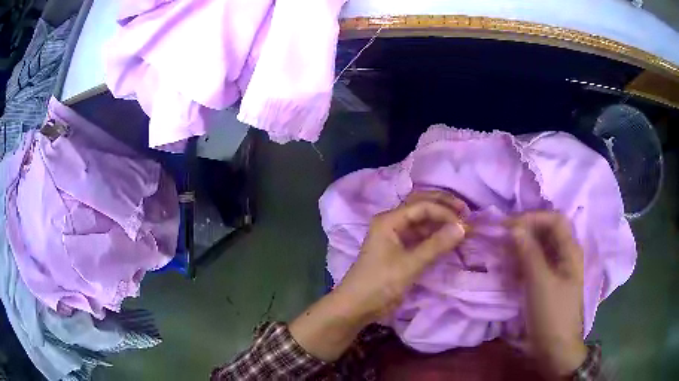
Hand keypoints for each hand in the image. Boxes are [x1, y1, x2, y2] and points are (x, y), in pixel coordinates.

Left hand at [337, 191, 467, 321]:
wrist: (357, 306)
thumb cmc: (380, 283)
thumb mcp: (410, 264)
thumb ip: (437, 245)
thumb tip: (463, 227)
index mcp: (389, 220)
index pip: (422, 206)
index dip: (444, 212)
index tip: (464, 224)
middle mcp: (392, 222)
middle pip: (421, 206)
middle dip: (444, 206)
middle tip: (466, 211)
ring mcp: (396, 236)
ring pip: (422, 221)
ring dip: (441, 221)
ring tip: (462, 225)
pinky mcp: (400, 250)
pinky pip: (421, 236)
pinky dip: (435, 236)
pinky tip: (449, 238)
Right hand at [508, 211, 586, 375]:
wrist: (555, 348)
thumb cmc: (552, 313)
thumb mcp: (539, 282)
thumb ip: (528, 253)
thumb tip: (514, 228)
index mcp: (571, 251)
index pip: (554, 219)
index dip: (532, 218)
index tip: (508, 226)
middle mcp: (566, 255)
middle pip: (547, 232)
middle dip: (525, 232)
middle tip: (502, 239)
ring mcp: (558, 270)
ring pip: (540, 249)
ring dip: (522, 248)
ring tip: (503, 256)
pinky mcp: (549, 283)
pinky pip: (536, 265)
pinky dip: (523, 264)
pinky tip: (510, 273)